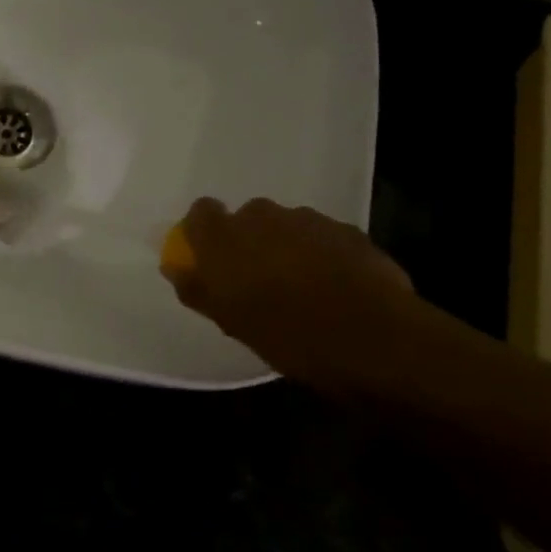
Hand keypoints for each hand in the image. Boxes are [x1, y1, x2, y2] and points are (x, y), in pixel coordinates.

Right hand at [163, 197, 431, 395]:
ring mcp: (308, 219)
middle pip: (247, 219)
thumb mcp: (230, 321)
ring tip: (301, 287)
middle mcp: (262, 216)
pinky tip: (334, 288)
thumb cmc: (286, 334)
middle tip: (258, 280)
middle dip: (250, 241)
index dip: (204, 233)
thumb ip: (198, 288)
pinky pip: (322, 238)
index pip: (201, 213)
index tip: (210, 259)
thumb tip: (178, 268)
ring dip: (287, 247)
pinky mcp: (348, 230)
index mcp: (224, 236)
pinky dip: (322, 255)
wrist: (373, 338)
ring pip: (287, 227)